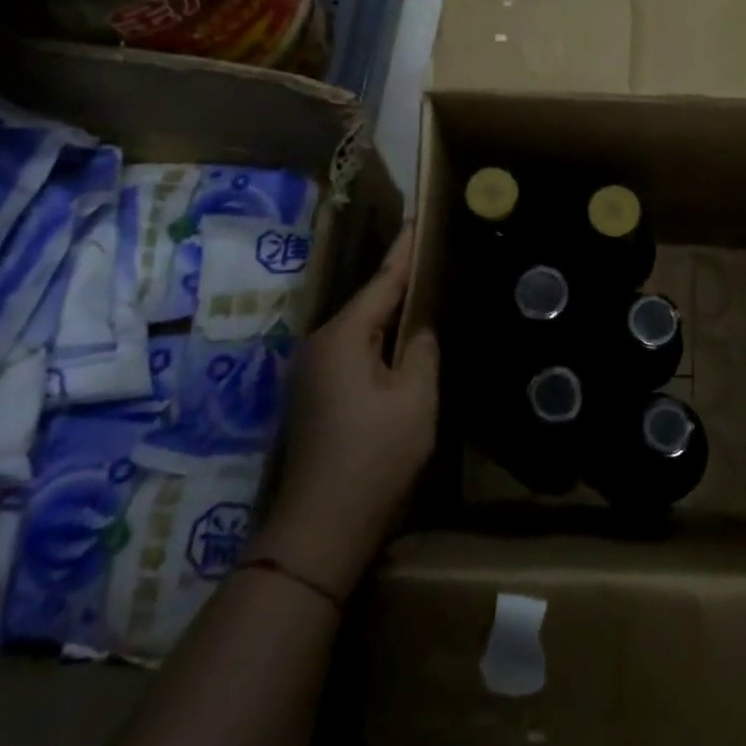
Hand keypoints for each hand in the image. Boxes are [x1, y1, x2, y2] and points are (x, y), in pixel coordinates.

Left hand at [255, 226, 438, 599]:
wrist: (321, 526)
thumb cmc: (375, 454)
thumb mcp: (415, 396)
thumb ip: (422, 348)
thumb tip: (421, 326)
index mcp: (343, 336)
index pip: (383, 281)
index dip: (406, 251)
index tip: (421, 219)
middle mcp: (320, 344)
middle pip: (368, 302)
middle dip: (400, 279)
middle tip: (433, 254)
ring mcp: (312, 371)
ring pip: (361, 328)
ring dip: (390, 311)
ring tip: (424, 289)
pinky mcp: (316, 394)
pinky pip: (354, 350)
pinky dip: (379, 339)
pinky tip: (401, 341)